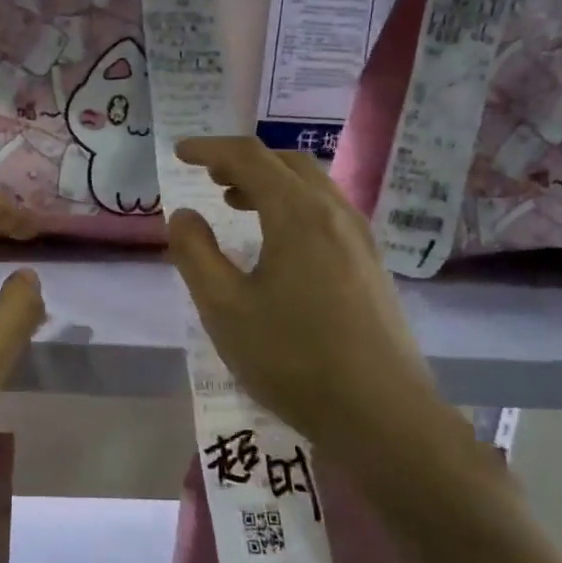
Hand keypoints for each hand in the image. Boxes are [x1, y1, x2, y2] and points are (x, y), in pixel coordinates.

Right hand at [166, 137, 470, 483]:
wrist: (381, 413)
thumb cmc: (292, 358)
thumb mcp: (224, 308)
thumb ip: (195, 254)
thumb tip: (184, 214)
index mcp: (298, 213)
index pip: (249, 157)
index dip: (210, 149)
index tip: (180, 152)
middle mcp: (335, 213)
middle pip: (287, 162)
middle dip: (243, 161)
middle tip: (209, 175)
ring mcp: (360, 238)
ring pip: (311, 187)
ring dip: (270, 183)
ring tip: (237, 203)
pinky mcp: (371, 265)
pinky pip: (327, 212)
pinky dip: (293, 206)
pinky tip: (278, 243)